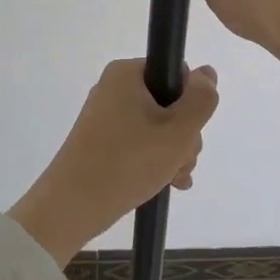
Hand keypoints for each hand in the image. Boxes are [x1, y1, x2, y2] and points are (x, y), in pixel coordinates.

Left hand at [8, 60, 219, 267]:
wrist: (72, 206)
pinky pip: (140, 141)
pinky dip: (155, 159)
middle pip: (169, 103)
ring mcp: (106, 115)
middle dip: (184, 136)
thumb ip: (201, 100)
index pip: (177, 74)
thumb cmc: (128, 162)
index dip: (191, 103)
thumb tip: (207, 73)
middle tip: (181, 161)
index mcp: (127, 74)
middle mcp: (114, 88)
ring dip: (174, 152)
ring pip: (158, 127)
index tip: (189, 132)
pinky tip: (168, 183)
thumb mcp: (178, 131)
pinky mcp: (102, 140)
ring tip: (174, 178)